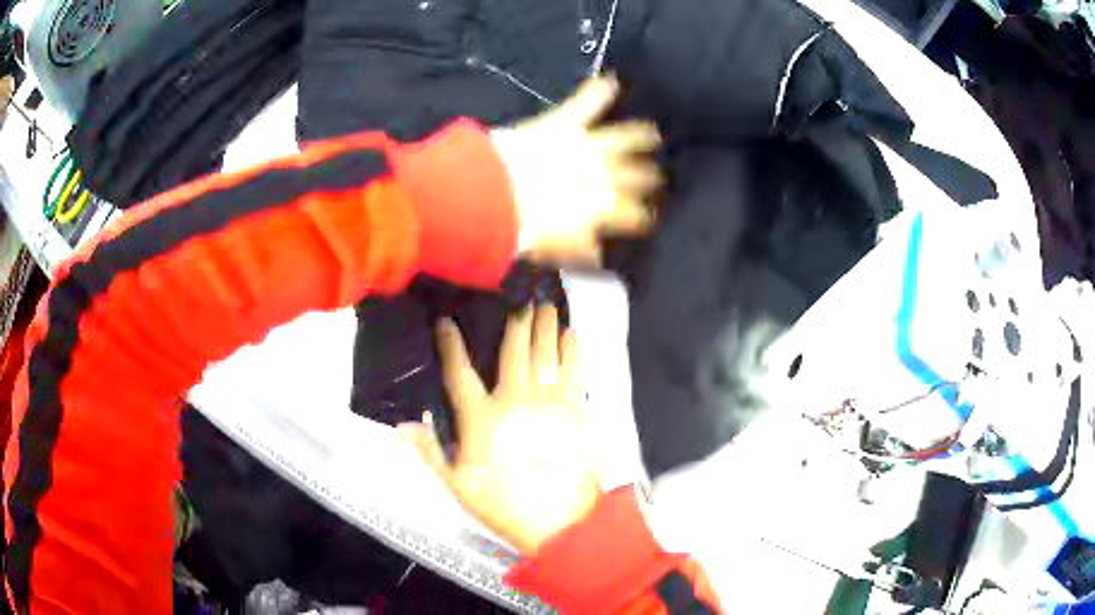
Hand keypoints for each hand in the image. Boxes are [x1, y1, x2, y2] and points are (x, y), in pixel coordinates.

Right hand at [400, 306, 600, 553]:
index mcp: (481, 419)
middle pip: (513, 353)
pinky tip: (573, 335)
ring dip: (545, 328)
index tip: (446, 322)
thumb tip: (404, 424)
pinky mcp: (575, 414)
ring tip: (545, 304)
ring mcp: (549, 405)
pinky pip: (574, 374)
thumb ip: (430, 452)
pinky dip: (574, 352)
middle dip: (516, 322)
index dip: (451, 345)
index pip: (460, 373)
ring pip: (546, 356)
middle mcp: (515, 402)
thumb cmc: (503, 505)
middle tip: (518, 297)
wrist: (558, 523)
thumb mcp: (457, 486)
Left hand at [492, 75, 662, 265]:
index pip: (633, 214)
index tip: (646, 218)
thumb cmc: (523, 225)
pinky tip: (611, 80)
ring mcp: (587, 145)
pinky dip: (598, 91)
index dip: (641, 216)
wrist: (496, 190)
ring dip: (639, 135)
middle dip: (648, 177)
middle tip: (657, 176)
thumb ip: (580, 248)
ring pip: (623, 138)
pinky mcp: (565, 123)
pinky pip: (587, 103)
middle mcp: (604, 175)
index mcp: (602, 207)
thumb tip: (599, 255)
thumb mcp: (554, 245)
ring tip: (652, 132)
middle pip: (635, 175)